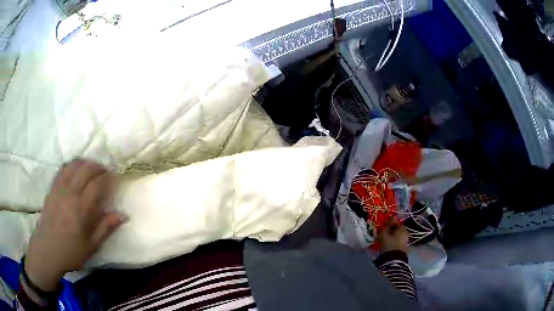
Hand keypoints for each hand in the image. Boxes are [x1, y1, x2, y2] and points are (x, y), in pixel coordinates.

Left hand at [25, 159, 125, 291]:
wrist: (47, 250)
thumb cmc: (71, 252)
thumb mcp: (91, 246)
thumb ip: (106, 228)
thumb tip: (123, 215)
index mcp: (81, 209)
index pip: (97, 184)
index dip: (108, 178)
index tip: (116, 178)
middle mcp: (70, 194)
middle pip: (86, 169)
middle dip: (98, 167)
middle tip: (105, 172)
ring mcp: (59, 189)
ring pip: (73, 165)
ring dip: (85, 163)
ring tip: (92, 168)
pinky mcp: (52, 188)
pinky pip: (62, 169)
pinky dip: (72, 165)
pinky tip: (76, 170)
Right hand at [377, 220, 408, 253]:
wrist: (394, 260)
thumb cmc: (389, 245)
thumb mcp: (384, 235)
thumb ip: (385, 226)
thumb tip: (387, 221)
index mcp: (402, 228)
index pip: (396, 222)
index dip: (389, 222)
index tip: (383, 225)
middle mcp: (406, 233)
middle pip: (397, 229)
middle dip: (390, 230)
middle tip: (383, 232)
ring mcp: (406, 241)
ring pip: (397, 236)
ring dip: (391, 236)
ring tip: (384, 239)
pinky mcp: (404, 248)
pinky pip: (397, 242)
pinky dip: (393, 241)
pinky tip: (387, 244)